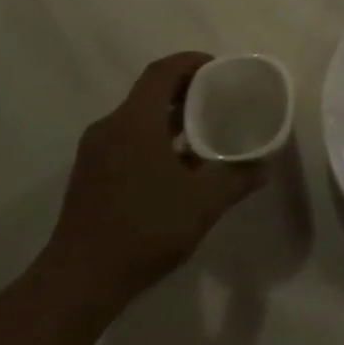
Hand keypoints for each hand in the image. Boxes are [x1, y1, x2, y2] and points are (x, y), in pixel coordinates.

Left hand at [43, 52, 261, 311]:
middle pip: (150, 92)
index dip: (192, 62)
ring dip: (170, 118)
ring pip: (138, 118)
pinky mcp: (89, 176)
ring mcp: (95, 153)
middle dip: (186, 90)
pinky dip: (154, 139)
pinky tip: (177, 167)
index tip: (221, 69)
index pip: (163, 71)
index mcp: (135, 121)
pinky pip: (127, 140)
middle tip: (220, 99)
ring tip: (205, 132)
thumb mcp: (203, 203)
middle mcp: (110, 127)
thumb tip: (264, 167)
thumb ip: (237, 179)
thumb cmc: (144, 229)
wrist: (78, 282)